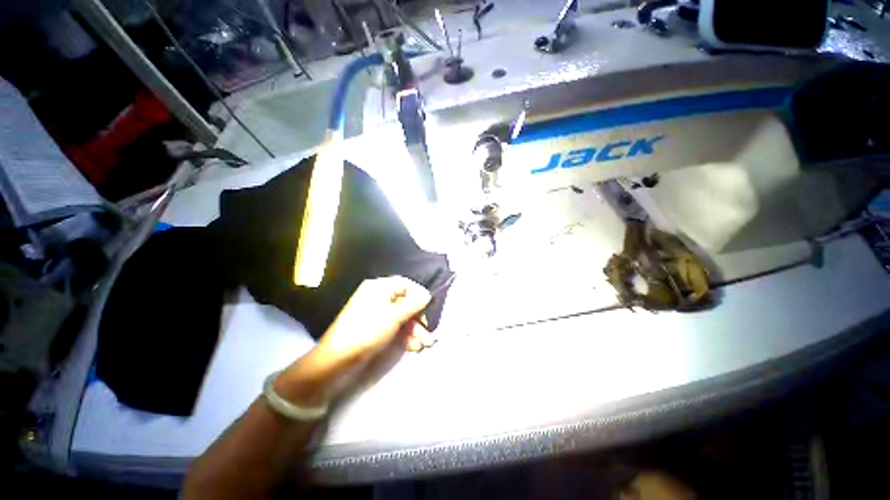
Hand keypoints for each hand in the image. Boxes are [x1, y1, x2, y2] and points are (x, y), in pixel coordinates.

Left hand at [274, 277, 435, 406]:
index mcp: (379, 287)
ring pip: (401, 316)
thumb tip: (428, 294)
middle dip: (418, 318)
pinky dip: (404, 335)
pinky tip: (413, 346)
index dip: (419, 295)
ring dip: (414, 330)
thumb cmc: (367, 331)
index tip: (429, 308)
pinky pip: (393, 326)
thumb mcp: (394, 316)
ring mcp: (375, 313)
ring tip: (424, 344)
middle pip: (405, 302)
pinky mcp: (374, 327)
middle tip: (428, 332)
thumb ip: (413, 303)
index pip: (405, 284)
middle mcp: (377, 296)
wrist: (336, 360)